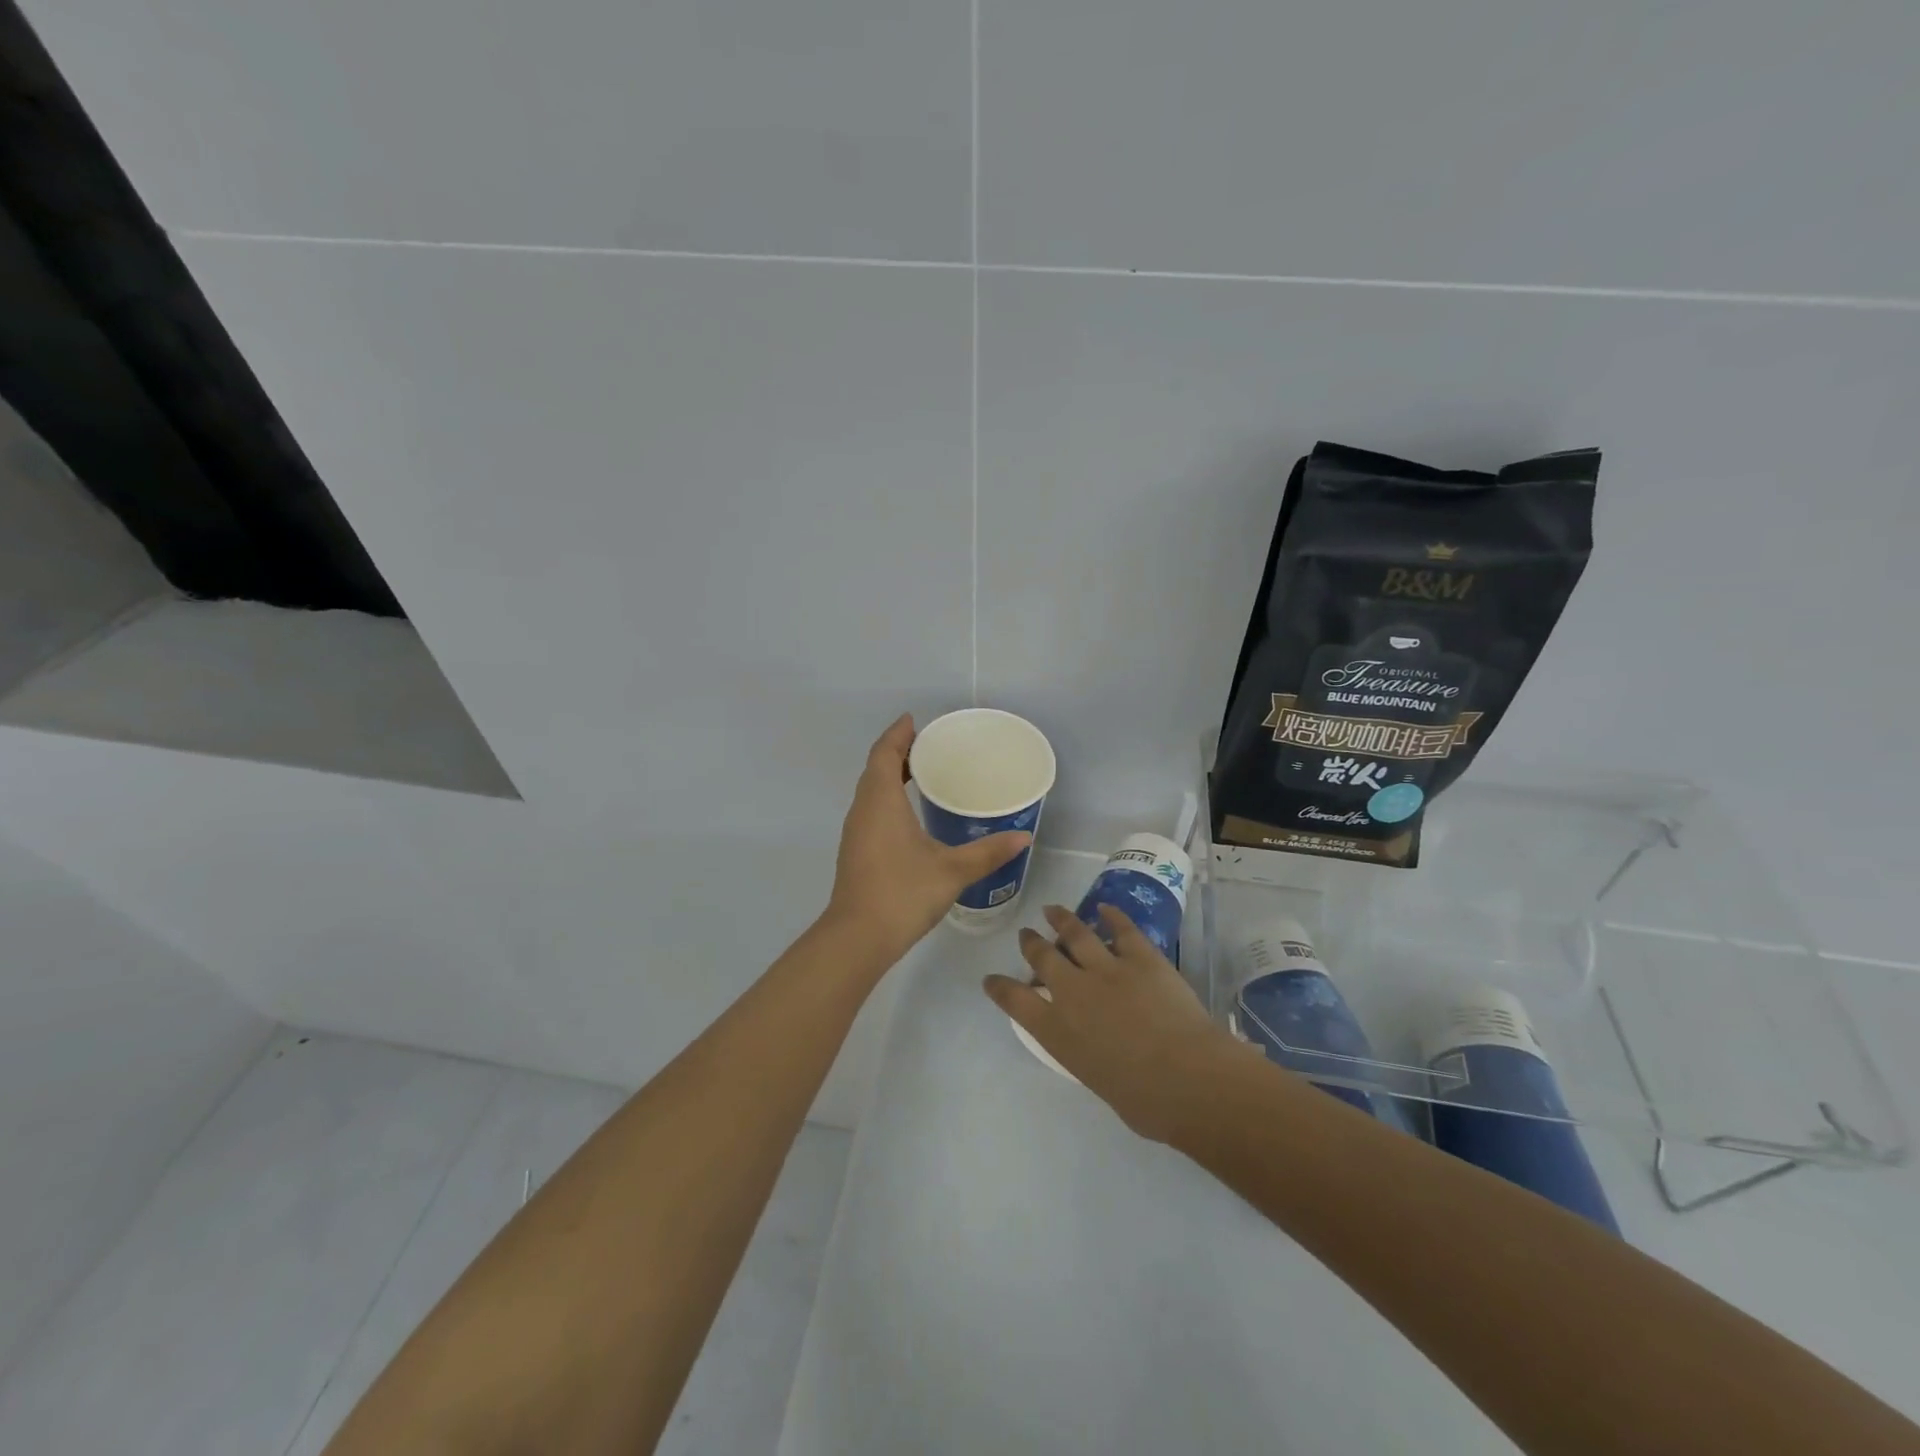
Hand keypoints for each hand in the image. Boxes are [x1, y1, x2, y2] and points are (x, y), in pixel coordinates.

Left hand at [825, 715, 1031, 965]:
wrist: (857, 938)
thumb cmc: (903, 893)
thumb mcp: (952, 871)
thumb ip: (988, 852)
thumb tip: (1023, 837)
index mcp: (881, 801)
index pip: (884, 754)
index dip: (898, 734)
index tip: (914, 721)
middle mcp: (863, 810)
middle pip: (875, 768)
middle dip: (896, 752)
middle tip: (927, 745)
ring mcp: (855, 832)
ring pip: (870, 791)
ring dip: (889, 775)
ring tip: (920, 773)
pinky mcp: (856, 851)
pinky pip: (870, 810)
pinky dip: (886, 797)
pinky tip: (908, 814)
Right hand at [984, 904, 1252, 1142]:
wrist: (1185, 1078)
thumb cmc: (1144, 1102)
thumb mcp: (1096, 1080)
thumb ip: (1088, 1055)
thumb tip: (1098, 1048)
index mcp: (1057, 1032)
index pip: (1015, 1001)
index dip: (1001, 988)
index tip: (991, 979)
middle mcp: (1072, 992)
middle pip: (1042, 958)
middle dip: (1031, 944)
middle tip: (1027, 935)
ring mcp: (1106, 969)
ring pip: (1075, 934)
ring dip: (1061, 919)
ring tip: (1053, 910)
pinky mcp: (1140, 957)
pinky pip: (1122, 929)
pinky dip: (1111, 916)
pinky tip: (1105, 908)